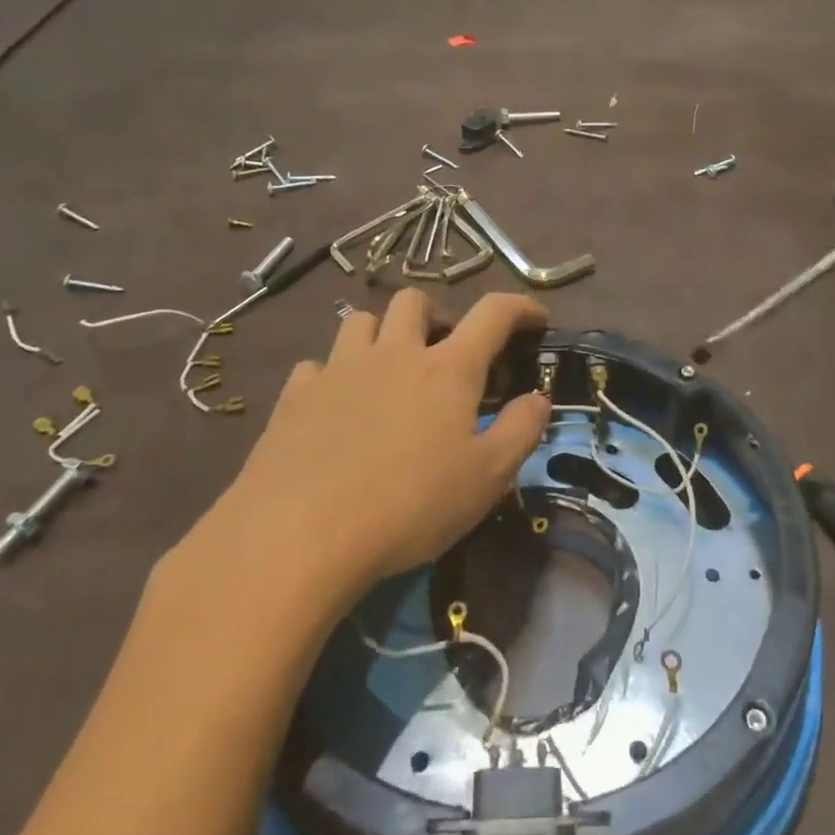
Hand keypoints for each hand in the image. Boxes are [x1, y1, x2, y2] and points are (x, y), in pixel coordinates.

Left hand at [166, 291, 551, 618]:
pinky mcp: (295, 395)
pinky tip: (337, 405)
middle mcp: (393, 353)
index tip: (535, 317)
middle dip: (437, 314)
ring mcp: (339, 369)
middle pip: (415, 300)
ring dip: (382, 333)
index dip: (520, 306)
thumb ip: (520, 431)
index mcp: (447, 369)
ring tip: (390, 368)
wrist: (299, 534)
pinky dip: (335, 374)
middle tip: (445, 349)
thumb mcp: (487, 478)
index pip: (492, 313)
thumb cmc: (409, 506)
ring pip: (361, 320)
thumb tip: (539, 398)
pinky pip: (318, 364)